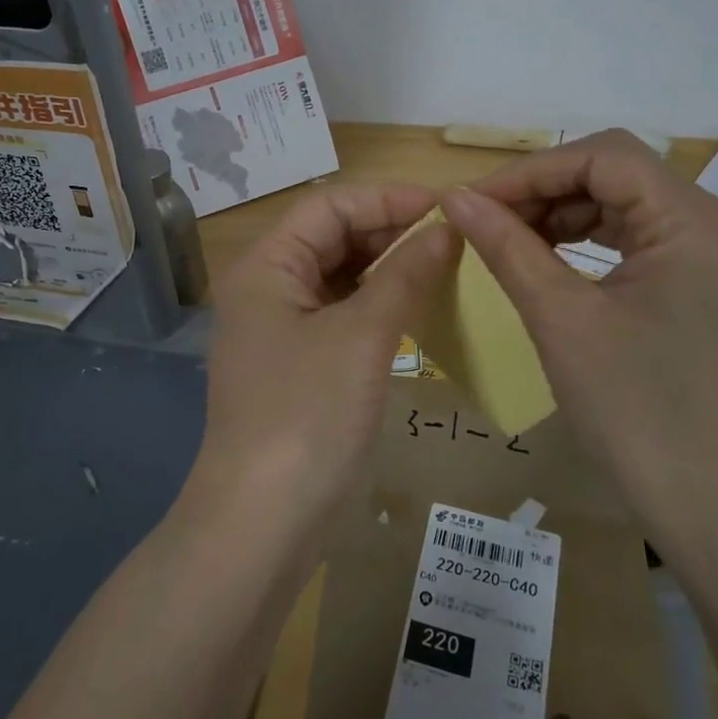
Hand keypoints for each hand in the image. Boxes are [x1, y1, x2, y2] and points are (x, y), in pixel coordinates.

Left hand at [181, 184, 458, 547]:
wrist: (263, 520)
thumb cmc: (307, 414)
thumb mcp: (362, 337)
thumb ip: (405, 274)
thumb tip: (446, 229)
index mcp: (266, 266)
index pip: (328, 206)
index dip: (385, 199)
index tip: (446, 207)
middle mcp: (267, 289)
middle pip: (331, 239)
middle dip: (390, 232)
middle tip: (454, 239)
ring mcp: (280, 330)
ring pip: (339, 279)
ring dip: (387, 269)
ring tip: (446, 267)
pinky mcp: (298, 366)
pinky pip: (341, 316)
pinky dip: (378, 306)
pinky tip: (418, 309)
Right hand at [439, 131, 717, 544]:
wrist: (700, 497)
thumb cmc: (632, 406)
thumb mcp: (560, 317)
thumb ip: (507, 246)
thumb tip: (455, 197)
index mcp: (694, 221)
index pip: (604, 157)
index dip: (531, 171)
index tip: (473, 200)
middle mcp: (711, 222)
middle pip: (614, 173)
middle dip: (542, 190)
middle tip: (482, 219)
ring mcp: (706, 253)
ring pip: (618, 202)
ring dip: (558, 213)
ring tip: (503, 238)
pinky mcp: (693, 281)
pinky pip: (629, 237)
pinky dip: (580, 239)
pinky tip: (541, 256)